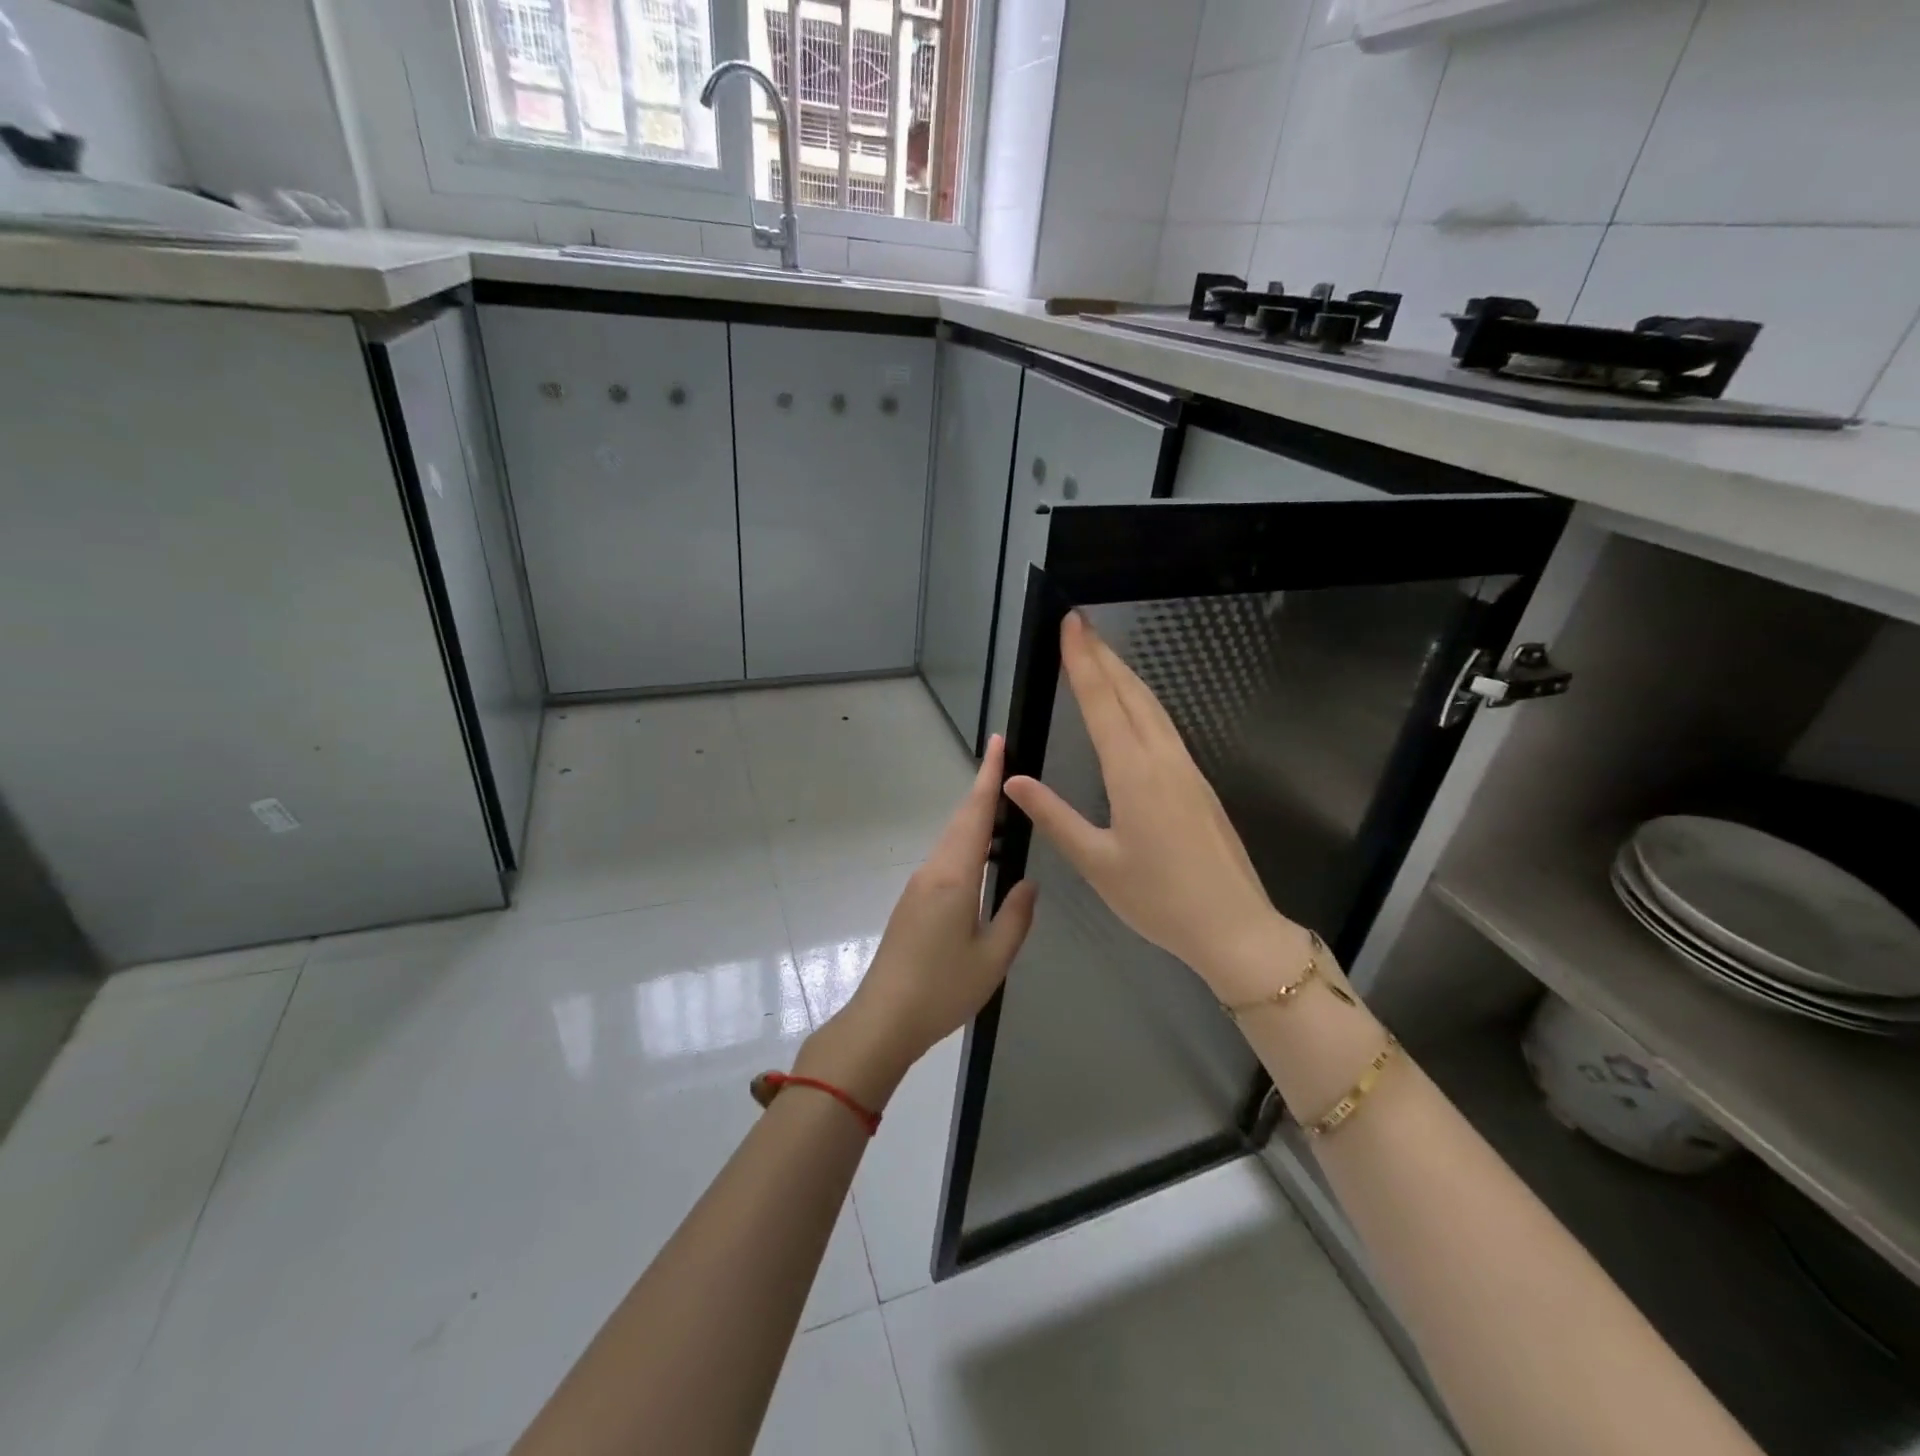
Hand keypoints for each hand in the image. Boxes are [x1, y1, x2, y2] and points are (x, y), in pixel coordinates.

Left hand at [798, 735, 1037, 1107]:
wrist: (883, 1019)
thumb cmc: (942, 990)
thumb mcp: (993, 958)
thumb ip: (1016, 916)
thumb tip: (1027, 882)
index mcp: (954, 877)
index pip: (974, 814)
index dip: (988, 776)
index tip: (996, 742)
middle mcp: (933, 870)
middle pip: (961, 821)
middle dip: (985, 791)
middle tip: (1010, 769)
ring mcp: (919, 885)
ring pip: (952, 840)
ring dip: (976, 820)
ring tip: (1007, 811)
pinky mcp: (913, 902)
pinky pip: (945, 860)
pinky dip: (967, 846)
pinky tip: (984, 858)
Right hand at [1003, 613, 1305, 1001]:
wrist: (1235, 926)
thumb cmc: (1159, 899)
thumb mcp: (1097, 863)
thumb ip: (1054, 816)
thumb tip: (1014, 780)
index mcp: (1133, 774)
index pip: (1102, 704)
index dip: (1082, 661)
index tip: (1071, 623)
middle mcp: (1162, 759)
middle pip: (1131, 693)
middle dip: (1103, 655)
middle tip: (1080, 623)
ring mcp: (1186, 768)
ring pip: (1152, 707)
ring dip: (1124, 674)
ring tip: (1101, 652)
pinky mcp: (1198, 782)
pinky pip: (1165, 726)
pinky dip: (1141, 702)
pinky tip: (1133, 705)